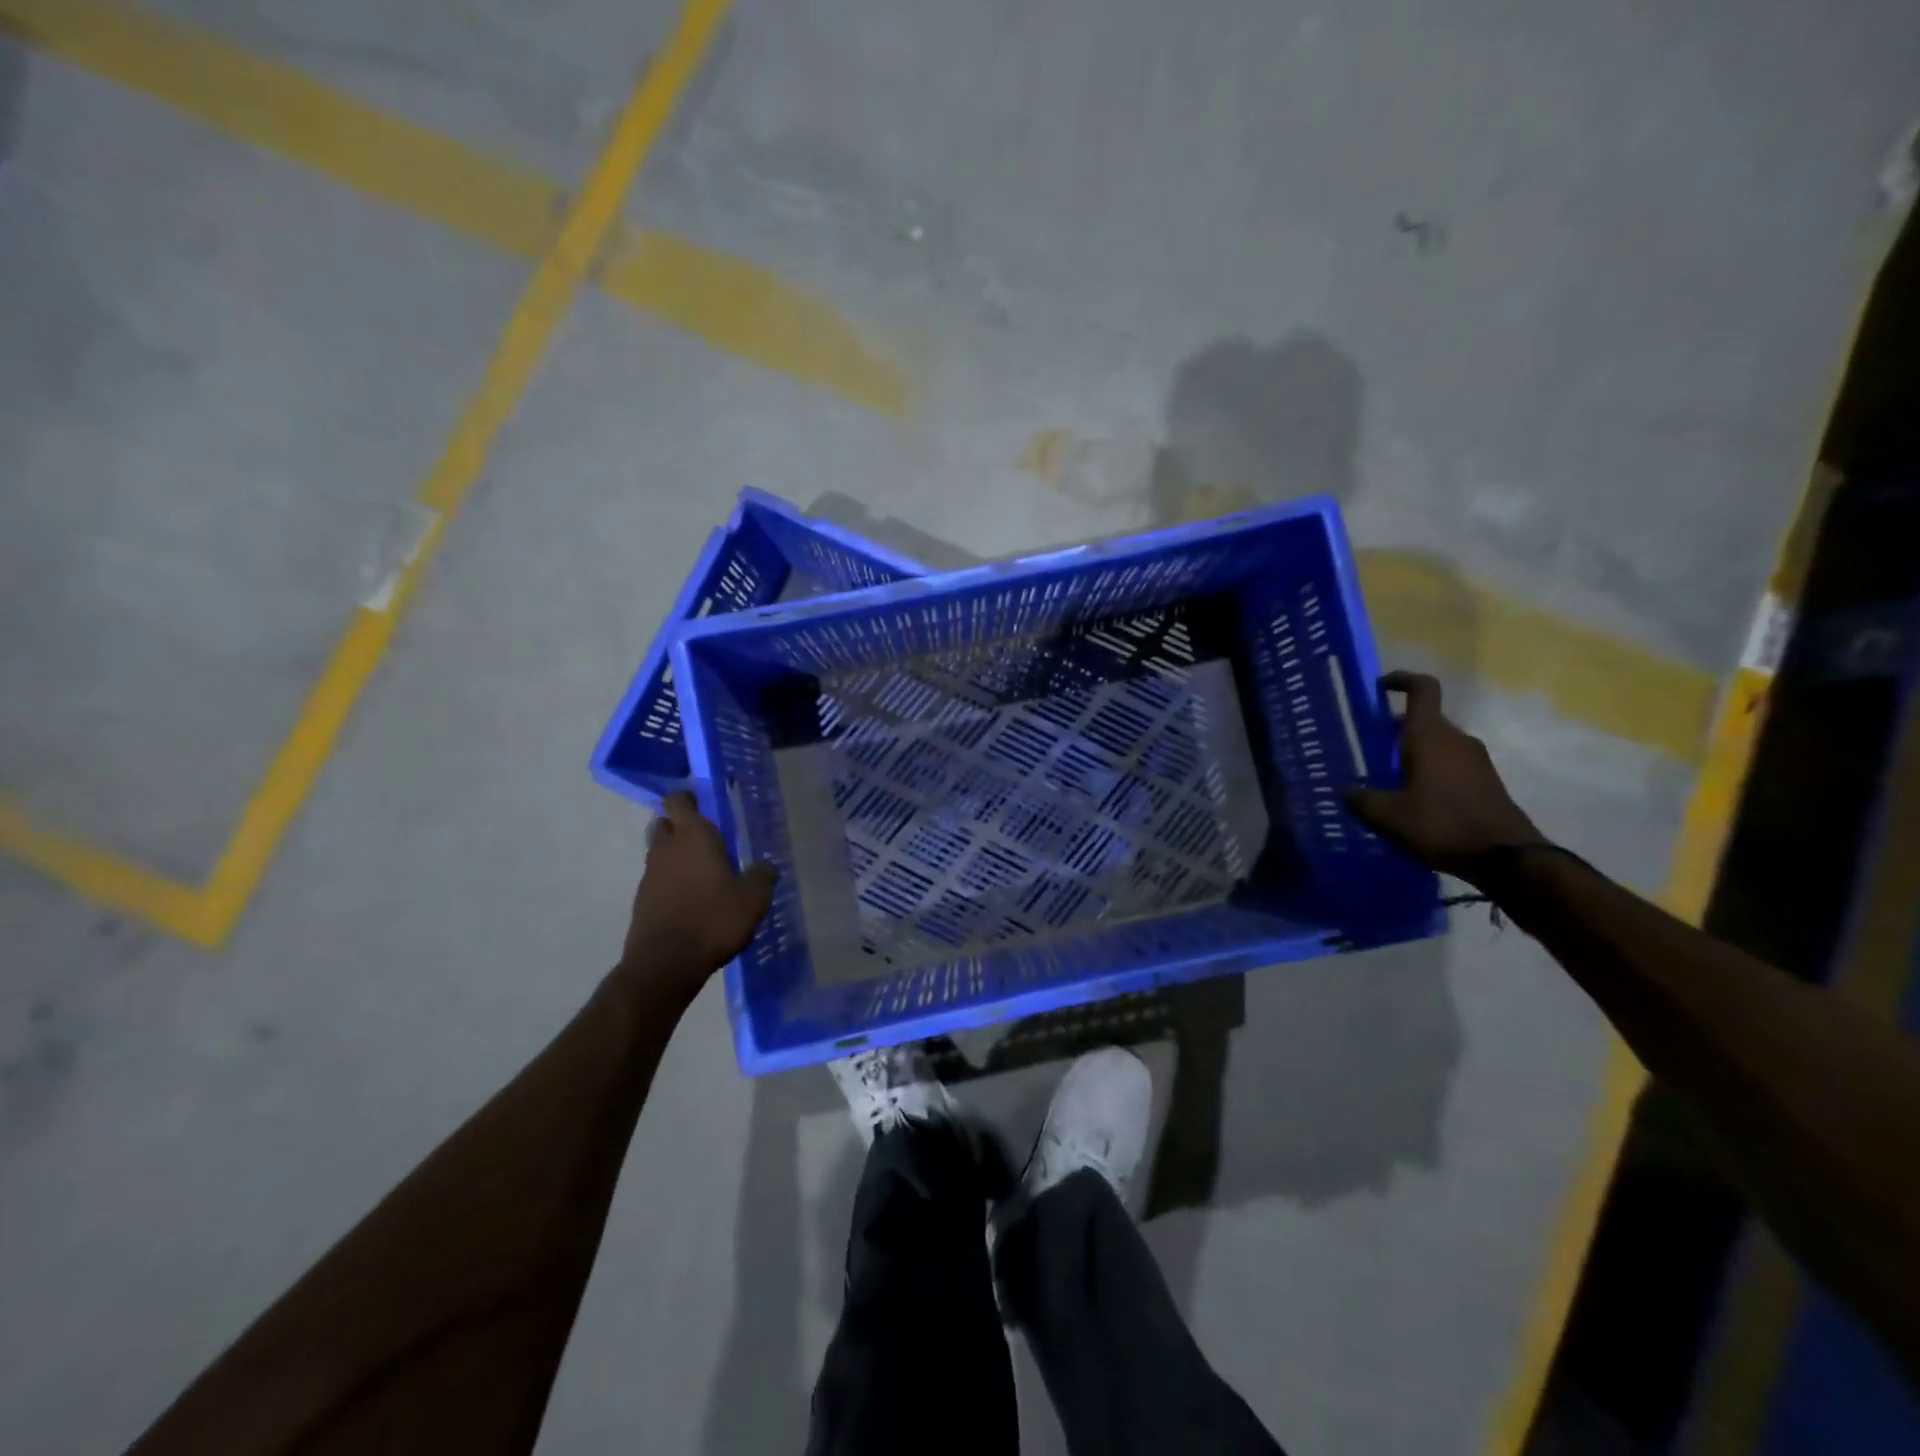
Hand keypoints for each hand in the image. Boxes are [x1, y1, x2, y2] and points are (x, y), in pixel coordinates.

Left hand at [624, 792, 777, 987]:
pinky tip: (692, 899)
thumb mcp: (753, 899)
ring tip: (704, 871)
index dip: (690, 798)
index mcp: (694, 836)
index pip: (680, 800)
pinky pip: (658, 879)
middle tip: (708, 838)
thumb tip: (767, 866)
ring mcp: (650, 874)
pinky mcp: (642, 900)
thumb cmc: (713, 920)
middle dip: (682, 825)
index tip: (707, 804)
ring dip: (676, 855)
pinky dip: (671, 881)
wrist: (665, 964)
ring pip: (660, 851)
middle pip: (666, 823)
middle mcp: (667, 848)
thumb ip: (763, 876)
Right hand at [1344, 671, 1546, 881]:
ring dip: (1411, 754)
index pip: (1422, 689)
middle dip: (1394, 730)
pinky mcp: (1485, 782)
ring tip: (1385, 779)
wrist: (1507, 858)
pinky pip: (1450, 765)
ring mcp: (1475, 760)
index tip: (1379, 687)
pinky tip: (1411, 800)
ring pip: (1436, 744)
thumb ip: (1360, 798)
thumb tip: (1348, 791)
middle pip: (1423, 720)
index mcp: (1430, 736)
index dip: (1401, 680)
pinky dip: (1428, 772)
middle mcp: (1455, 740)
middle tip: (1367, 748)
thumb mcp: (1387, 816)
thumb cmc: (1441, 825)